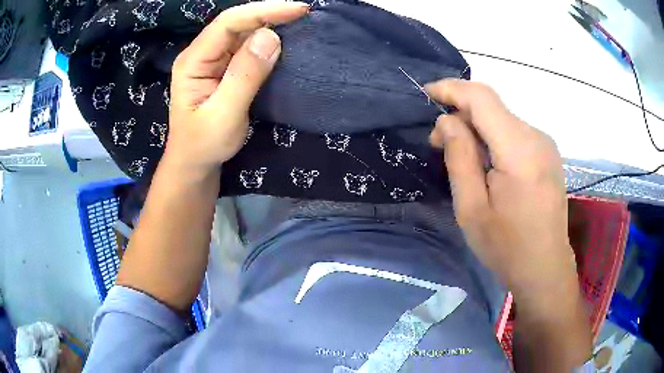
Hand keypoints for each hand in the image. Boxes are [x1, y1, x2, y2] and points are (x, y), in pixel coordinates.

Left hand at [166, 1, 308, 173]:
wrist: (195, 162)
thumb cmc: (204, 144)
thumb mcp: (223, 116)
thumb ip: (244, 76)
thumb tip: (270, 36)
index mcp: (193, 61)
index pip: (227, 23)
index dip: (263, 11)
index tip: (298, 10)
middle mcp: (201, 53)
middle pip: (236, 23)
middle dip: (270, 14)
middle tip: (304, 14)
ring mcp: (213, 59)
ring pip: (243, 32)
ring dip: (271, 24)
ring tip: (299, 23)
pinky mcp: (224, 67)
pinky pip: (247, 46)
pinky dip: (267, 40)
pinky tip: (284, 39)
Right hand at [426, 80, 576, 299]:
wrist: (545, 268)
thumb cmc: (507, 246)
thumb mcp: (472, 208)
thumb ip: (460, 157)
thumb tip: (447, 121)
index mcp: (519, 150)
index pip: (482, 98)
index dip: (452, 89)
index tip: (426, 94)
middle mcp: (536, 137)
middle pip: (492, 107)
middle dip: (461, 115)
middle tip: (437, 142)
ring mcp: (545, 144)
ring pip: (502, 119)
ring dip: (477, 128)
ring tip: (460, 156)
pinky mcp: (547, 154)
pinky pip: (514, 133)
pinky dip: (493, 138)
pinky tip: (485, 163)